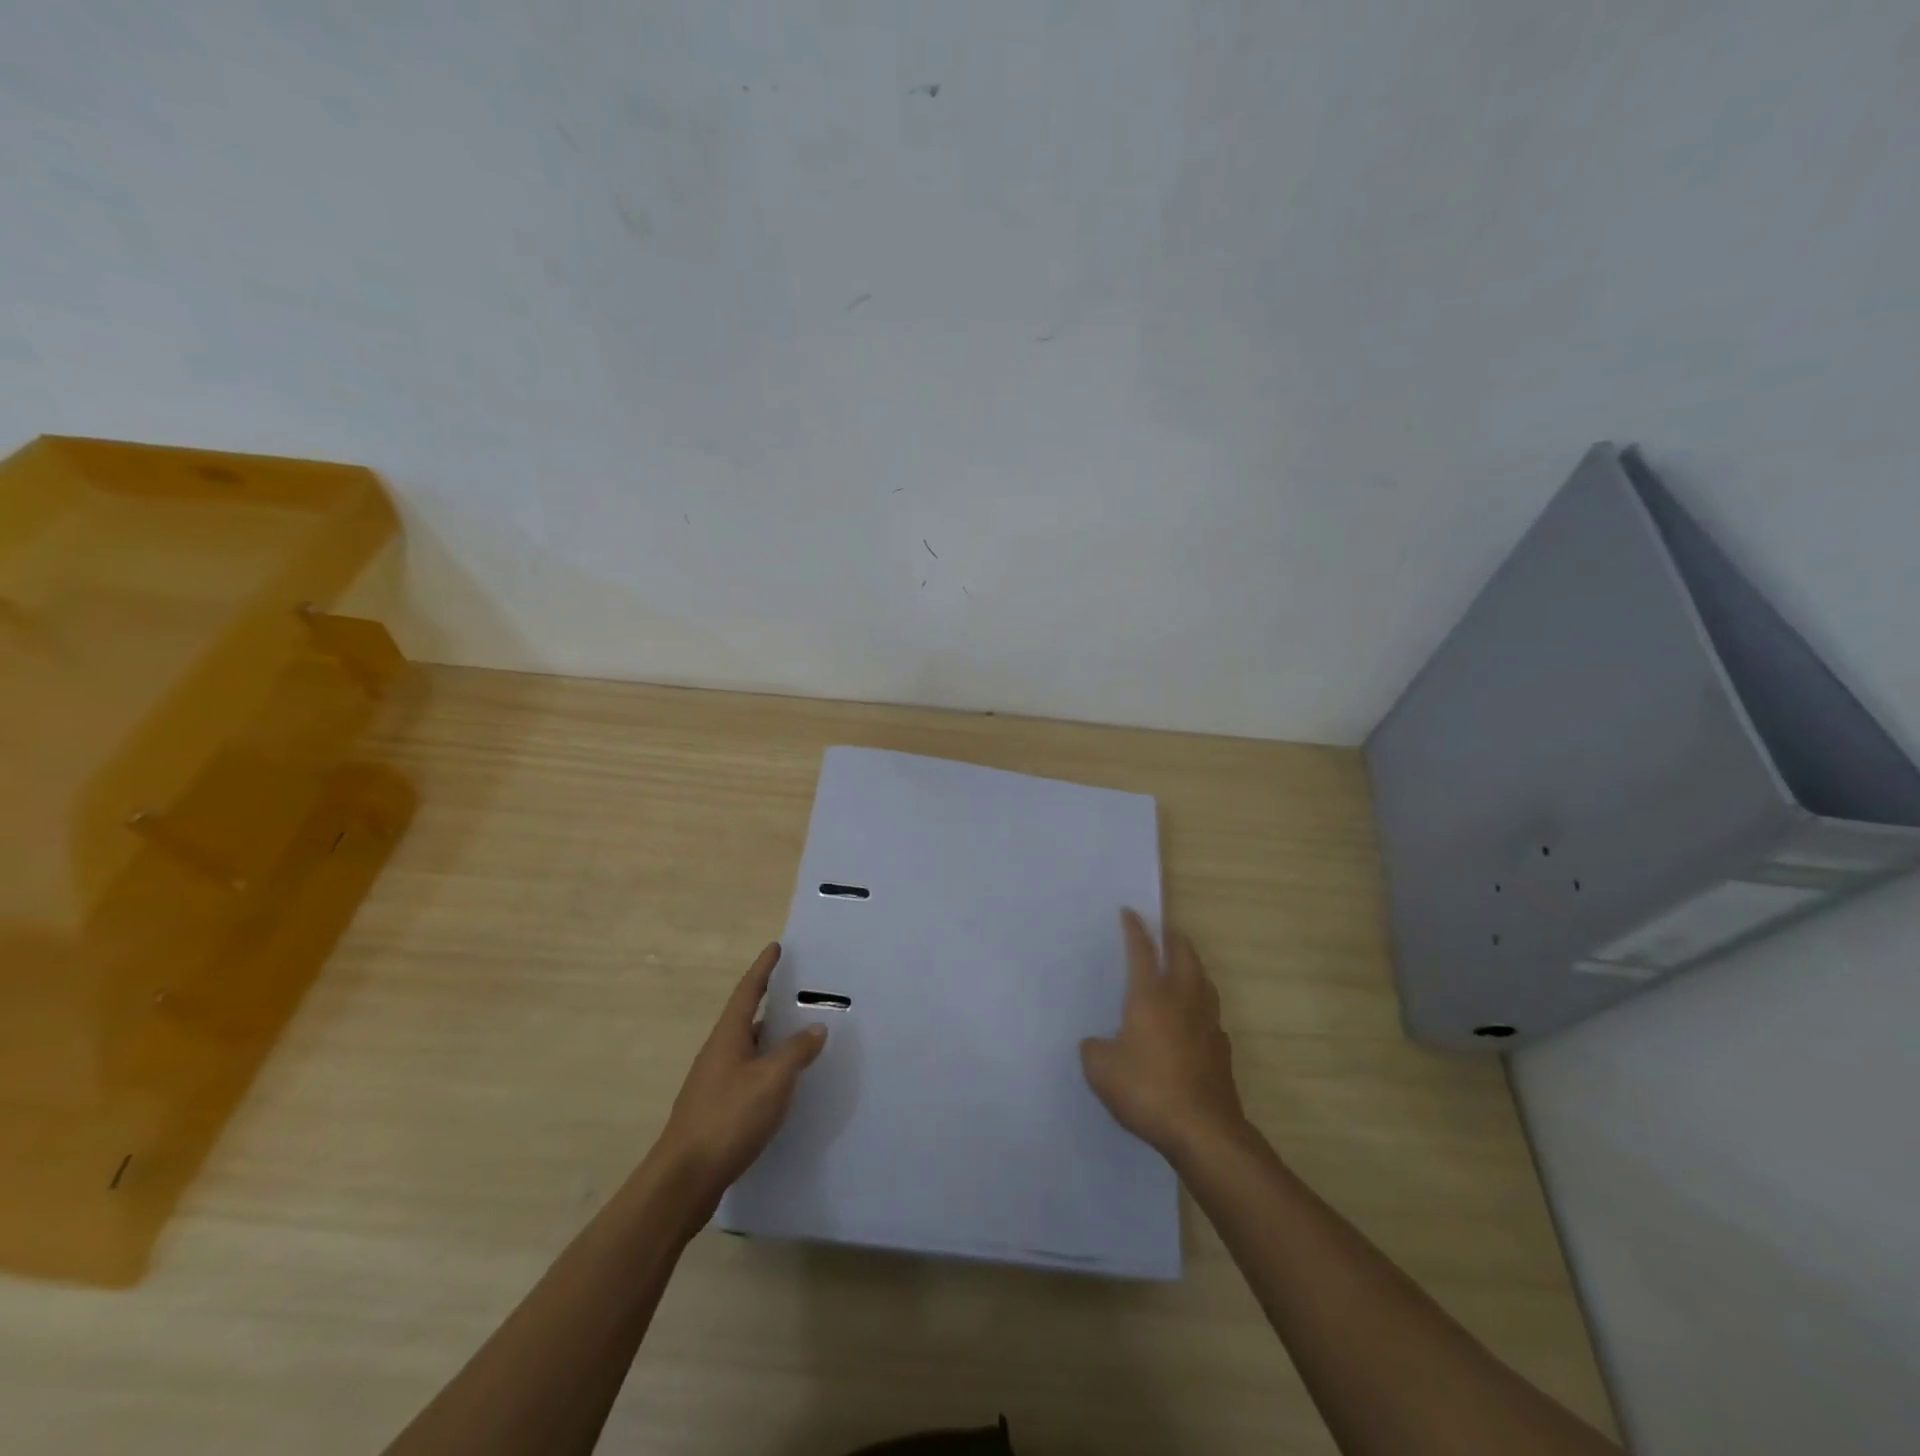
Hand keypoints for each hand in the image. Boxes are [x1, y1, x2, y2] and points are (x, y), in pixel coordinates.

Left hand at [656, 943, 827, 1205]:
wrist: (684, 1180)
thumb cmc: (728, 1118)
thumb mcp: (772, 1080)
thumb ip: (797, 1051)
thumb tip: (816, 1027)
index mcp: (728, 1036)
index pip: (748, 991)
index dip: (763, 968)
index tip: (776, 947)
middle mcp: (718, 1053)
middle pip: (747, 1018)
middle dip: (771, 1004)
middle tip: (800, 993)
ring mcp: (714, 1083)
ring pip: (748, 1050)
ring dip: (771, 1040)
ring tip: (801, 1037)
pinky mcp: (716, 1110)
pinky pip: (747, 1076)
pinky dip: (767, 1069)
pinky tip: (784, 1085)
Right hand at [1081, 909, 1245, 1161]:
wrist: (1203, 1131)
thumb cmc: (1147, 1090)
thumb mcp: (1101, 1070)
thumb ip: (1094, 1050)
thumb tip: (1097, 1044)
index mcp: (1149, 997)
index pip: (1142, 951)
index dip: (1135, 929)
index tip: (1130, 912)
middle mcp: (1181, 1001)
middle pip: (1183, 956)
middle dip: (1173, 937)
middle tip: (1165, 929)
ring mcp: (1207, 1023)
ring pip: (1203, 981)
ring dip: (1193, 965)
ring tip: (1184, 963)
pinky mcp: (1221, 1049)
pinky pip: (1212, 1014)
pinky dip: (1202, 1004)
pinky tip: (1196, 1017)